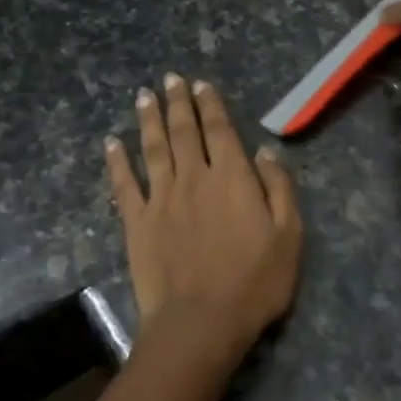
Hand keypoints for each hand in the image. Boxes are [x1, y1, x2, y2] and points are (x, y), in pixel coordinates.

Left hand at [105, 74, 302, 359]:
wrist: (201, 322)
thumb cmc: (255, 282)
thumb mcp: (288, 236)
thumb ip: (278, 189)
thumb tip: (264, 151)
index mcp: (232, 178)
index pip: (220, 131)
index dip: (210, 105)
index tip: (201, 84)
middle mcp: (194, 178)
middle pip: (184, 132)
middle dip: (178, 103)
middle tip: (170, 79)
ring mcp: (161, 199)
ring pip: (153, 149)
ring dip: (148, 120)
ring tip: (144, 97)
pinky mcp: (137, 223)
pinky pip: (124, 184)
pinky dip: (117, 161)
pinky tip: (111, 143)